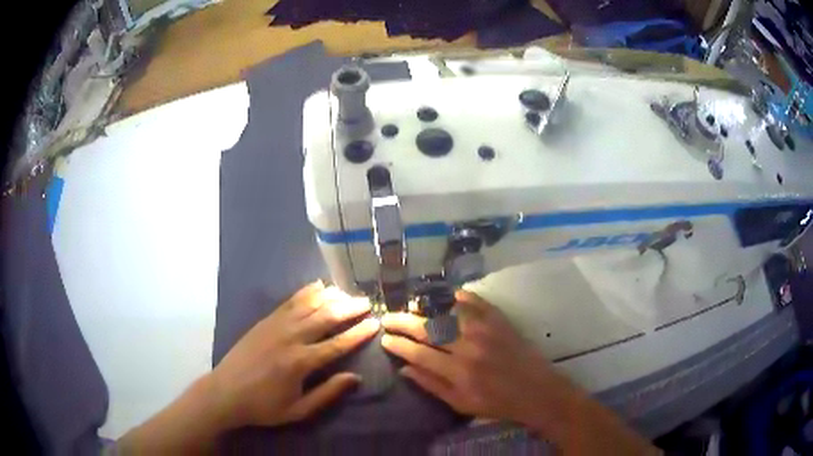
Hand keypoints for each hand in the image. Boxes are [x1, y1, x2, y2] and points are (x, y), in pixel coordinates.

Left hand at [208, 281, 378, 428]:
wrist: (225, 392)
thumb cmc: (264, 406)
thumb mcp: (298, 410)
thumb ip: (328, 394)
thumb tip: (355, 377)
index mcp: (300, 362)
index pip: (337, 344)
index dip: (358, 333)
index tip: (376, 323)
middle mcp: (290, 338)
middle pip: (325, 317)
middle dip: (349, 309)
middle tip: (367, 303)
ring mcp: (276, 326)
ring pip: (308, 305)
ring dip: (331, 297)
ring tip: (348, 293)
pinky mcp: (265, 321)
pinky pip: (289, 302)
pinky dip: (306, 292)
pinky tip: (318, 286)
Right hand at [380, 290, 566, 426]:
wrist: (537, 390)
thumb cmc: (497, 403)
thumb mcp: (461, 404)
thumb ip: (431, 385)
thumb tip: (404, 368)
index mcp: (458, 372)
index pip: (418, 353)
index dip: (398, 345)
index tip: (385, 338)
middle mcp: (468, 347)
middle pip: (428, 329)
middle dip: (403, 322)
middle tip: (388, 318)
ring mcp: (485, 329)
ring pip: (448, 311)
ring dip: (425, 306)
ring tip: (411, 305)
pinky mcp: (499, 320)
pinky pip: (474, 301)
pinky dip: (457, 296)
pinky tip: (443, 295)